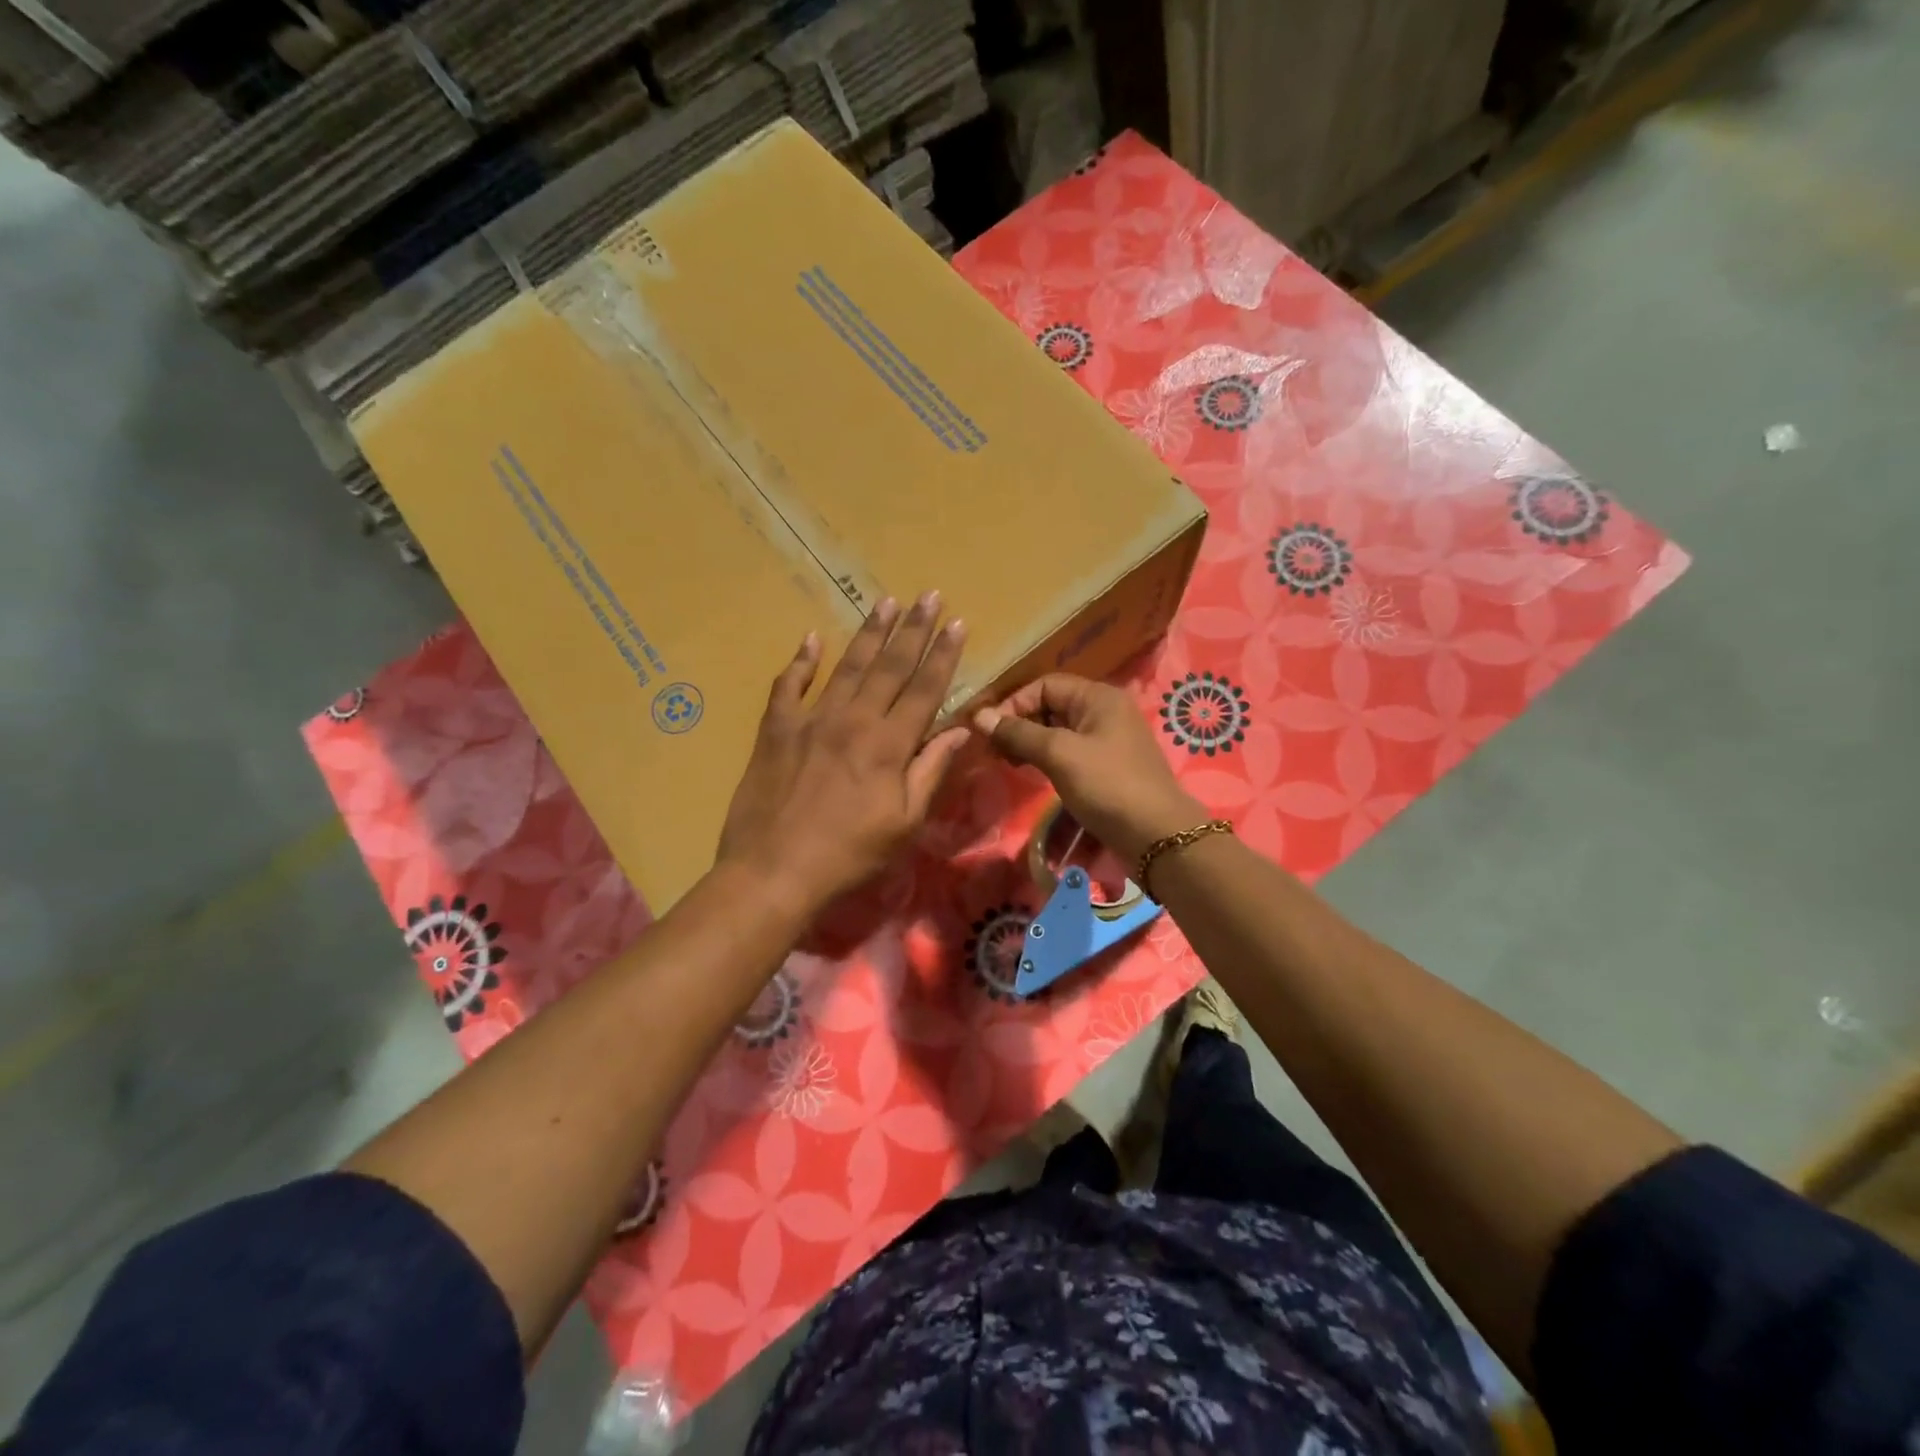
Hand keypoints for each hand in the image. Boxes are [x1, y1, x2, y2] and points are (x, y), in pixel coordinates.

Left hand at [717, 593, 968, 916]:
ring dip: (868, 633)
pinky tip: (811, 639)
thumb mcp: (905, 823)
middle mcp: (853, 720)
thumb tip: (960, 730)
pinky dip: (800, 662)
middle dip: (912, 629)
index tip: (956, 623)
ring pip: (846, 667)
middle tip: (928, 596)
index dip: (943, 655)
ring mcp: (810, 720)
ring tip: (886, 603)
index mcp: (888, 745)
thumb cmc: (849, 855)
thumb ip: (930, 771)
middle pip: (889, 666)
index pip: (925, 689)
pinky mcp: (775, 730)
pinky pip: (788, 686)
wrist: (774, 872)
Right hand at [971, 674, 1207, 862]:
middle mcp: (1105, 711)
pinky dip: (1048, 758)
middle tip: (995, 750)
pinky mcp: (1108, 766)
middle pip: (1052, 705)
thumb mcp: (1059, 754)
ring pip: (1059, 731)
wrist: (1156, 834)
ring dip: (1031, 743)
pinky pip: (1070, 751)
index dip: (1014, 703)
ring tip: (1009, 763)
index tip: (990, 731)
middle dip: (1020, 723)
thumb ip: (1019, 733)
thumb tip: (979, 716)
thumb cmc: (1107, 785)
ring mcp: (1108, 740)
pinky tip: (1033, 773)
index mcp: (1098, 697)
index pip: (1045, 685)